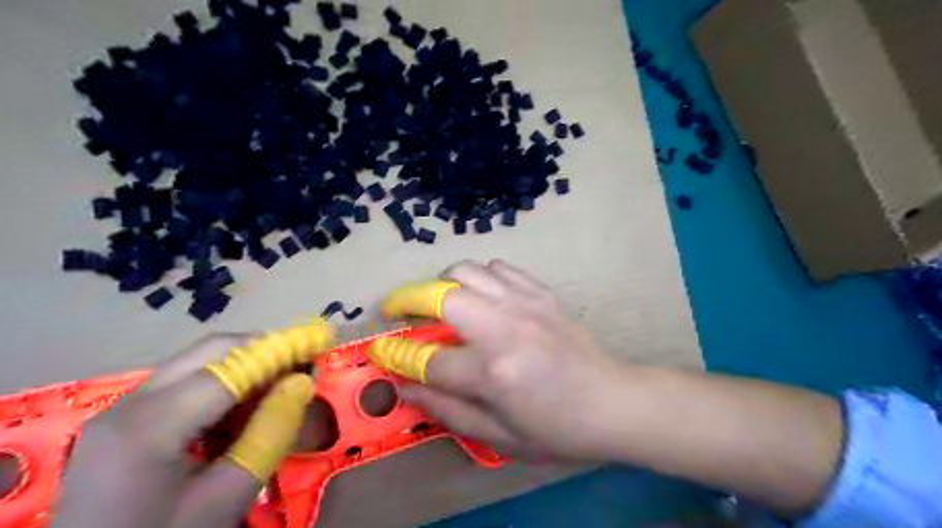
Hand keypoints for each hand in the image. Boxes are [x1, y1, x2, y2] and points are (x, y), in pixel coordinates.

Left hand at [51, 320, 335, 527]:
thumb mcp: (223, 500)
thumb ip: (268, 436)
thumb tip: (301, 383)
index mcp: (148, 426)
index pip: (229, 368)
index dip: (280, 350)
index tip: (320, 339)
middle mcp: (129, 404)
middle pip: (209, 352)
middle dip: (263, 348)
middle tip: (303, 360)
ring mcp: (121, 410)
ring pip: (197, 362)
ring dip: (245, 364)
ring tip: (280, 384)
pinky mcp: (123, 420)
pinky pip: (184, 383)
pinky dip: (223, 384)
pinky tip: (243, 408)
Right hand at [366, 261, 622, 460]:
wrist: (611, 402)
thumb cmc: (555, 428)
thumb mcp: (499, 436)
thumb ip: (447, 411)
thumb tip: (405, 389)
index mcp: (494, 372)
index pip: (429, 359)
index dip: (398, 356)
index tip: (381, 350)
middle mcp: (504, 328)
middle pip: (440, 295)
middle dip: (408, 299)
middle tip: (400, 311)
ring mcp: (524, 304)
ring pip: (467, 271)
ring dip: (444, 284)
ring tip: (441, 302)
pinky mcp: (541, 293)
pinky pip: (499, 267)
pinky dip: (480, 277)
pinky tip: (482, 295)